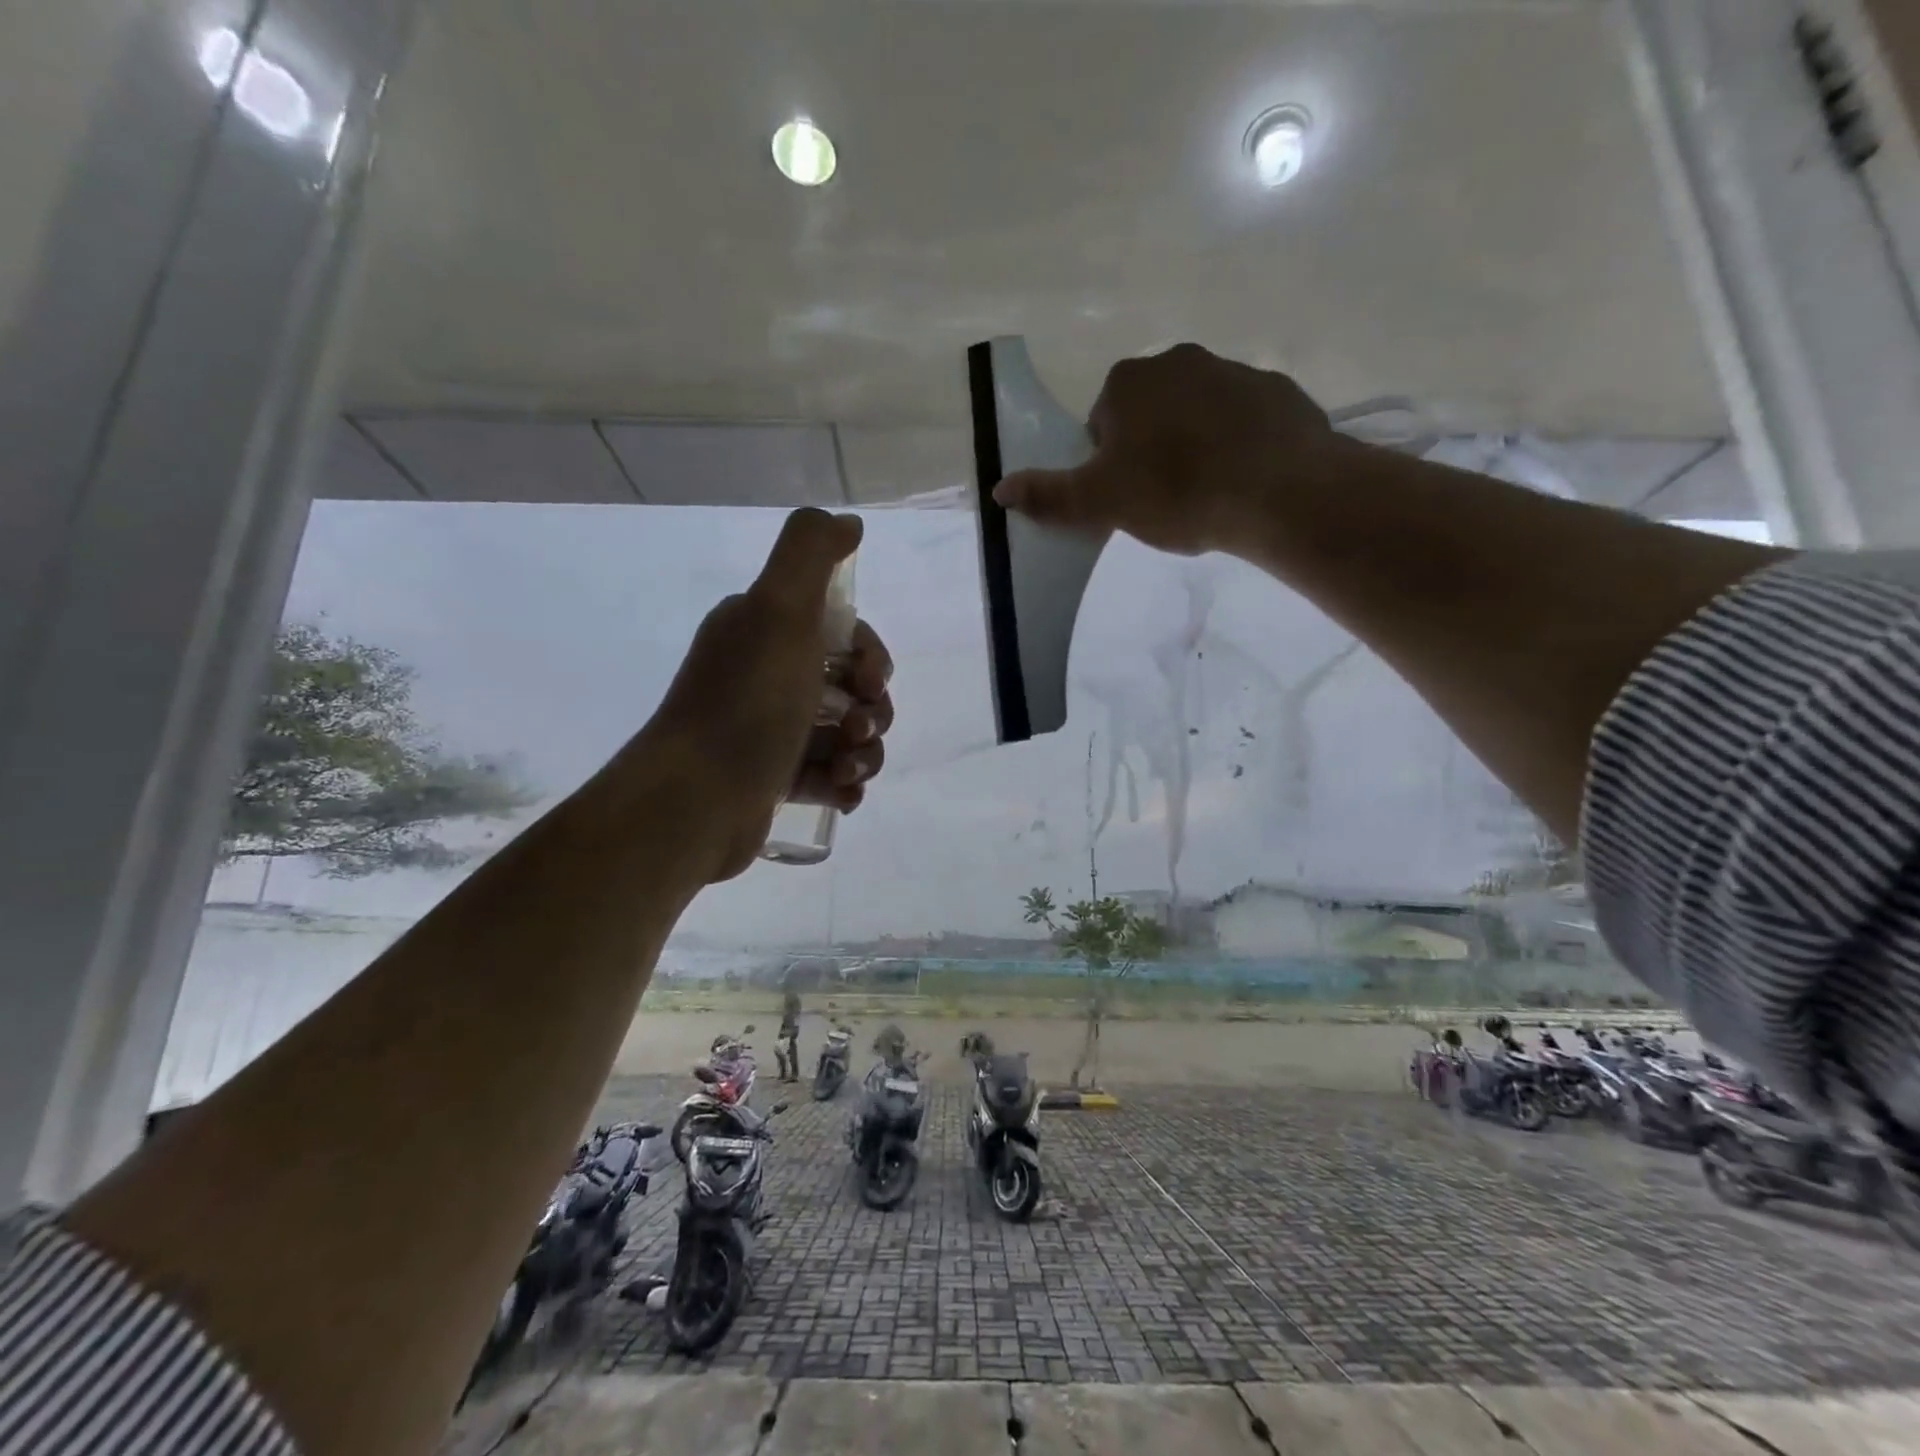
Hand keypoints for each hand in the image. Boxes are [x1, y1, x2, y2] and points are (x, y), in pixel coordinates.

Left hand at [640, 508, 893, 880]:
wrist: (696, 798)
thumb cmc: (748, 702)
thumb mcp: (780, 610)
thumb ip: (812, 552)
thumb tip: (849, 523)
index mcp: (765, 631)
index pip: (843, 634)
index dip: (871, 656)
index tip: (870, 681)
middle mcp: (766, 675)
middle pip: (851, 687)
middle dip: (872, 710)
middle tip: (857, 730)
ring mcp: (769, 730)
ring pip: (845, 735)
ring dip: (864, 753)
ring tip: (848, 772)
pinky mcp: (773, 779)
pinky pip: (828, 776)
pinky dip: (844, 785)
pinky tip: (841, 795)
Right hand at [992, 343, 1347, 555]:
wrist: (1279, 491)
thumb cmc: (1177, 492)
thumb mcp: (1100, 503)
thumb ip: (1048, 495)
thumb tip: (999, 489)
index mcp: (1128, 383)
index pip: (1101, 422)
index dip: (1107, 463)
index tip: (1125, 494)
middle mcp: (1178, 361)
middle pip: (1148, 413)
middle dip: (1150, 449)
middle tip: (1163, 498)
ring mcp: (1233, 371)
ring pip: (1196, 413)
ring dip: (1193, 445)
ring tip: (1205, 493)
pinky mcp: (1277, 392)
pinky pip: (1242, 420)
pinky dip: (1237, 445)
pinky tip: (1242, 481)